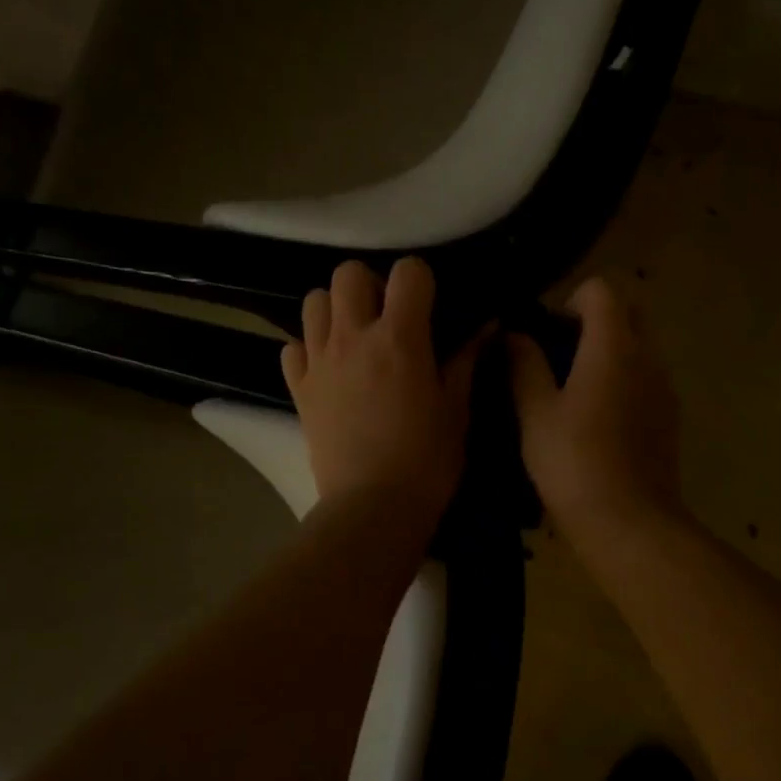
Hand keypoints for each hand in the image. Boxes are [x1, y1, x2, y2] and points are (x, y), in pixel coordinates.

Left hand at [283, 258, 479, 527]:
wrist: (373, 507)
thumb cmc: (427, 461)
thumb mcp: (457, 410)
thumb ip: (466, 361)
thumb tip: (487, 326)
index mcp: (400, 339)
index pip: (407, 272)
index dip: (420, 280)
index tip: (428, 305)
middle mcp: (354, 338)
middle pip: (348, 273)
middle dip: (370, 285)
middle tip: (386, 316)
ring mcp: (320, 362)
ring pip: (314, 302)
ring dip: (335, 309)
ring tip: (354, 337)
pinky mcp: (299, 389)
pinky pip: (293, 347)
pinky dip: (308, 349)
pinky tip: (328, 369)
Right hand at [507, 277, 682, 542]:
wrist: (630, 523)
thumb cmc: (575, 463)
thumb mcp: (535, 413)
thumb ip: (523, 365)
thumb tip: (513, 335)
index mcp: (614, 346)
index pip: (602, 289)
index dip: (569, 301)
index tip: (545, 335)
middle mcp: (648, 357)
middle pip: (628, 312)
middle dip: (593, 322)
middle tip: (558, 357)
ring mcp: (665, 388)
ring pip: (640, 347)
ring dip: (609, 353)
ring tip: (572, 392)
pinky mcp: (670, 417)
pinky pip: (646, 379)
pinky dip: (623, 381)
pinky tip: (597, 421)